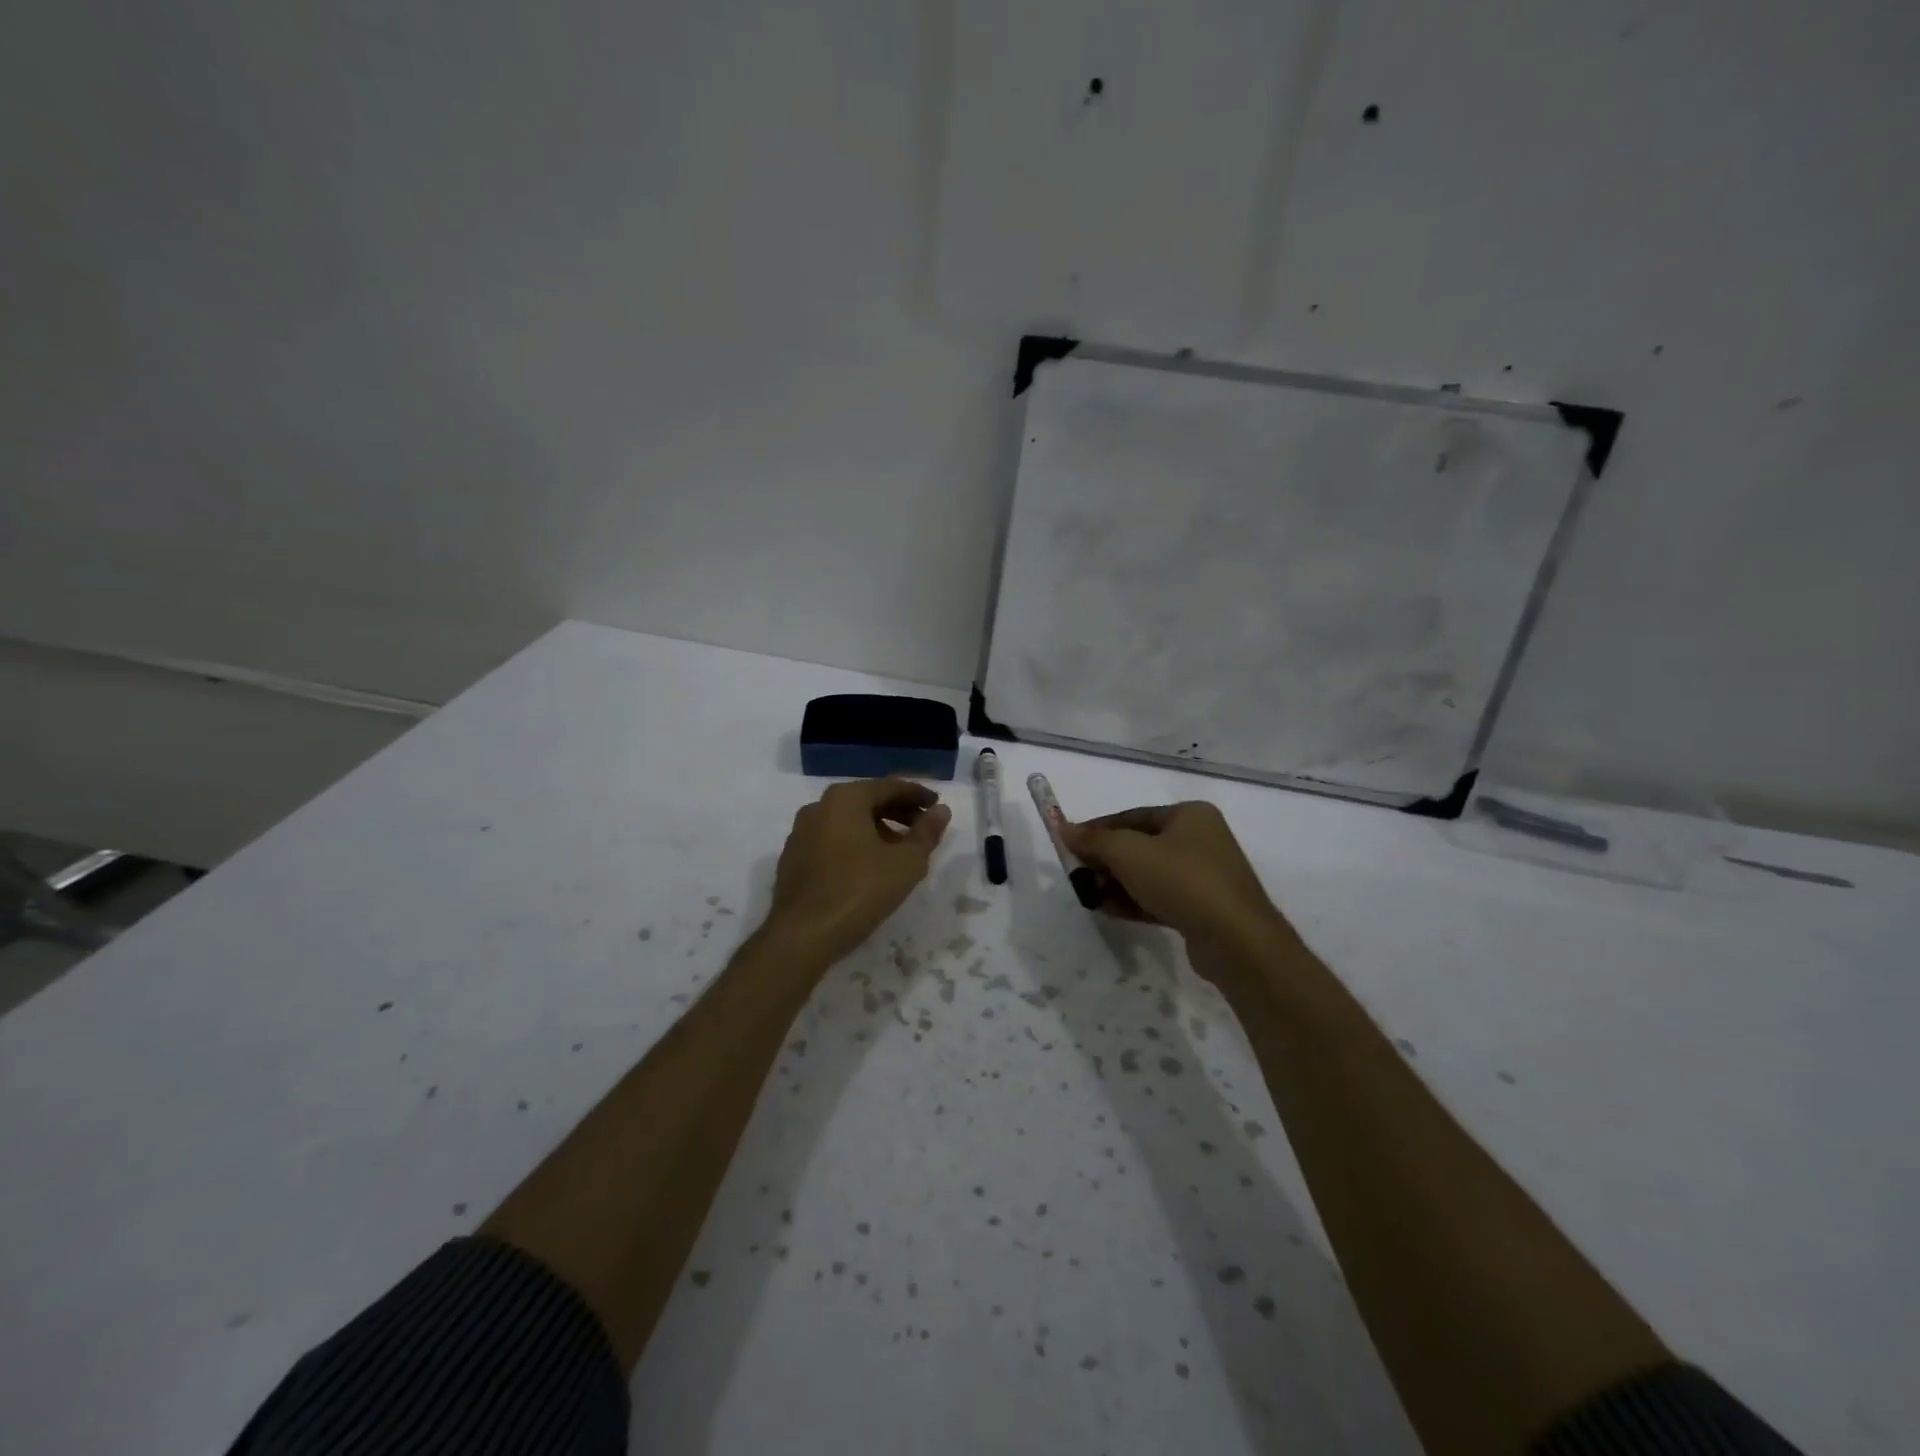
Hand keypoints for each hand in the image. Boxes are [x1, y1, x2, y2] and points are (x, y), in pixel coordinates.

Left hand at [764, 778, 950, 966]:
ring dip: (877, 828)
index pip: (889, 786)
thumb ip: (927, 833)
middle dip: (897, 811)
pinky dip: (854, 843)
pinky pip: (831, 839)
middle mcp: (818, 807)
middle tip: (922, 826)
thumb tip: (941, 811)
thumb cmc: (860, 891)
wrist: (802, 936)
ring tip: (900, 849)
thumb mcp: (906, 863)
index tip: (937, 805)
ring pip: (847, 821)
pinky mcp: (793, 858)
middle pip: (866, 800)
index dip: (917, 794)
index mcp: (845, 799)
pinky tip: (868, 866)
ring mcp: (801, 833)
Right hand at [1061, 802, 1294, 986]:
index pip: (1132, 816)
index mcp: (1189, 815)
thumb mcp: (1128, 853)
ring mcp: (1205, 876)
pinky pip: (1161, 898)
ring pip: (1149, 874)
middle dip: (1106, 861)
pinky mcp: (1204, 909)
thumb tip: (1065, 830)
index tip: (1069, 845)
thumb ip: (1094, 840)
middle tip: (1078, 876)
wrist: (1236, 940)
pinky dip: (1135, 902)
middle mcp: (1201, 840)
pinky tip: (1109, 911)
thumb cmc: (1181, 880)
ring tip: (1089, 897)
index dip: (1098, 830)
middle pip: (1140, 846)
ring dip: (1117, 884)